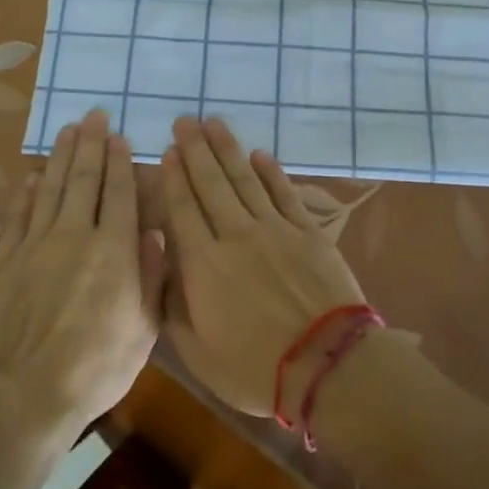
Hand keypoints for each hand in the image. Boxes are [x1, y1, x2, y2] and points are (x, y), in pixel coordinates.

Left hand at [0, 110, 160, 435]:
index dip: (119, 162)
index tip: (119, 136)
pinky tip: (32, 177)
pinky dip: (26, 193)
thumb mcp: (145, 328)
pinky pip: (19, 216)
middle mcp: (75, 235)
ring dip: (60, 157)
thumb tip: (153, 231)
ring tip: (67, 130)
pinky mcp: (5, 261)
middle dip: (90, 144)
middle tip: (92, 115)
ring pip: (51, 189)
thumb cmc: (97, 366)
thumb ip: (152, 275)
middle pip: (83, 180)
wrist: (24, 393)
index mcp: (114, 249)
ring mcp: (36, 245)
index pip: (119, 193)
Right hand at [160, 116, 365, 416]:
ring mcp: (275, 229)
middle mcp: (236, 234)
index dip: (174, 178)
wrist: (326, 365)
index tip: (167, 151)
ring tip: (214, 123)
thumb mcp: (197, 352)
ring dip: (227, 149)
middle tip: (185, 121)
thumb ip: (173, 305)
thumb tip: (162, 264)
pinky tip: (259, 154)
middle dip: (195, 149)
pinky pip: (283, 192)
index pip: (183, 208)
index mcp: (203, 263)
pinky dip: (270, 171)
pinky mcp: (306, 231)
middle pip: (211, 183)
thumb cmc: (255, 367)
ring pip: (245, 179)